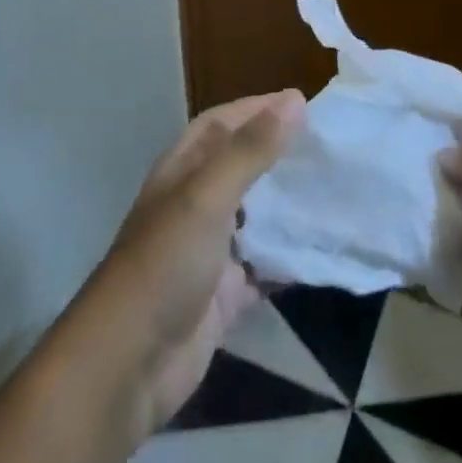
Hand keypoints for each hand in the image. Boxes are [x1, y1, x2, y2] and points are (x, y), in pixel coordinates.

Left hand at [78, 90, 304, 440]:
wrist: (130, 363)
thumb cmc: (166, 263)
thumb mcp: (208, 195)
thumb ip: (251, 150)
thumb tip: (295, 99)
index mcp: (182, 171)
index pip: (221, 123)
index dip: (256, 108)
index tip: (301, 102)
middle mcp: (194, 203)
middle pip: (239, 166)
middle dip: (277, 153)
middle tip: (325, 145)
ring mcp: (208, 251)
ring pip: (254, 217)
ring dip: (285, 205)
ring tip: (331, 189)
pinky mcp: (223, 296)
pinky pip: (263, 268)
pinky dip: (287, 260)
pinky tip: (320, 251)